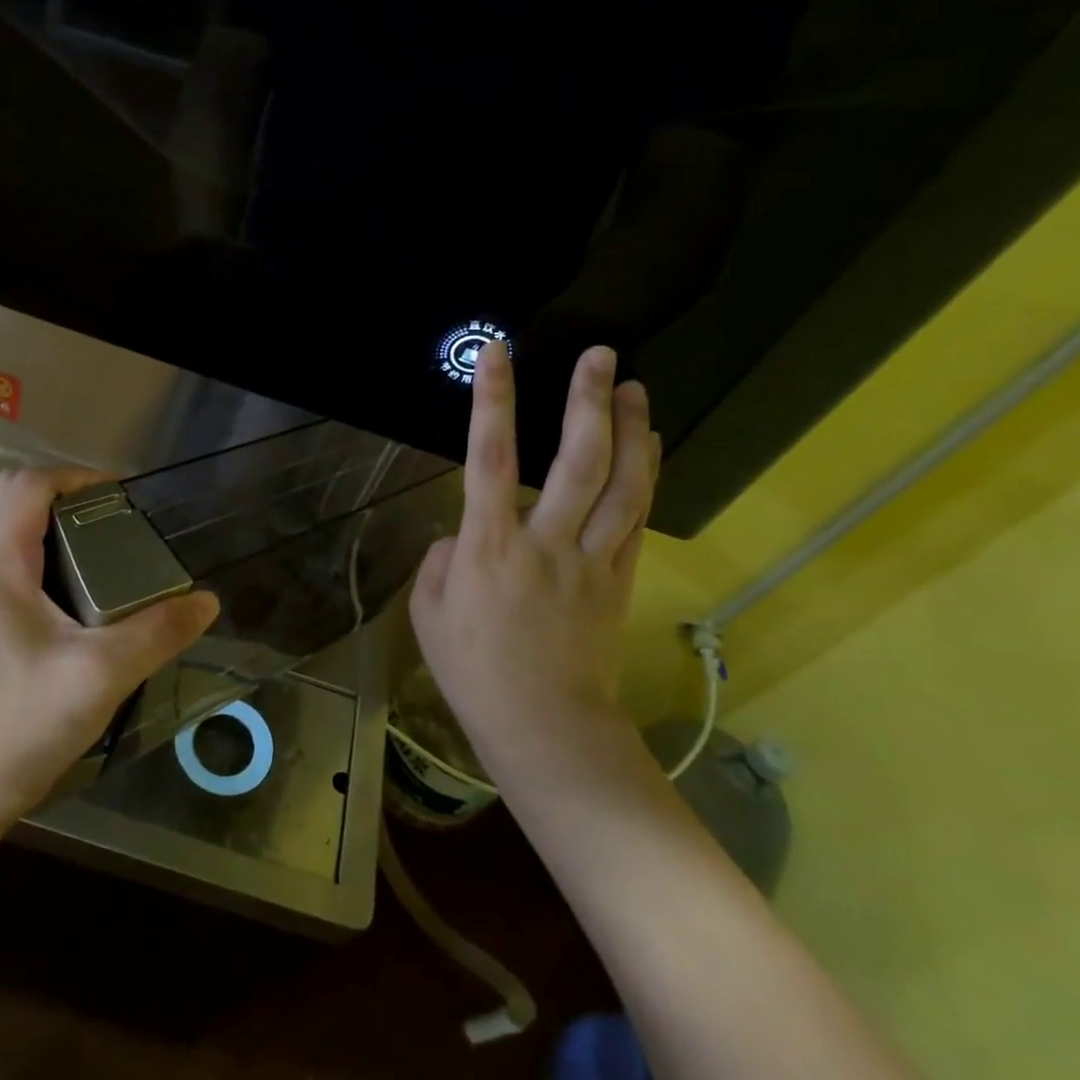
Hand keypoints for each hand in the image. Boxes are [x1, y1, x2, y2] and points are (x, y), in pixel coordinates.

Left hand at [0, 468, 219, 837]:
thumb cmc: (24, 721)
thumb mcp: (103, 674)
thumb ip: (158, 633)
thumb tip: (207, 602)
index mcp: (0, 566)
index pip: (25, 486)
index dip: (75, 476)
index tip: (123, 497)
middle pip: (14, 502)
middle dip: (68, 497)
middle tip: (119, 522)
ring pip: (15, 535)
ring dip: (61, 528)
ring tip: (114, 554)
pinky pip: (20, 568)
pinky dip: (55, 560)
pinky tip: (93, 599)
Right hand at [409, 342, 657, 792]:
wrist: (545, 726)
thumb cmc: (474, 672)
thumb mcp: (428, 614)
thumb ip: (441, 562)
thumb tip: (464, 535)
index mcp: (489, 545)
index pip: (488, 456)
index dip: (493, 400)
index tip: (497, 353)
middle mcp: (545, 540)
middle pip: (576, 459)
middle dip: (586, 400)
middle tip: (600, 354)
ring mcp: (590, 558)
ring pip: (621, 483)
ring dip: (629, 429)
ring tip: (632, 386)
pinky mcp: (619, 578)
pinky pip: (637, 516)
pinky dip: (646, 474)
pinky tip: (650, 445)